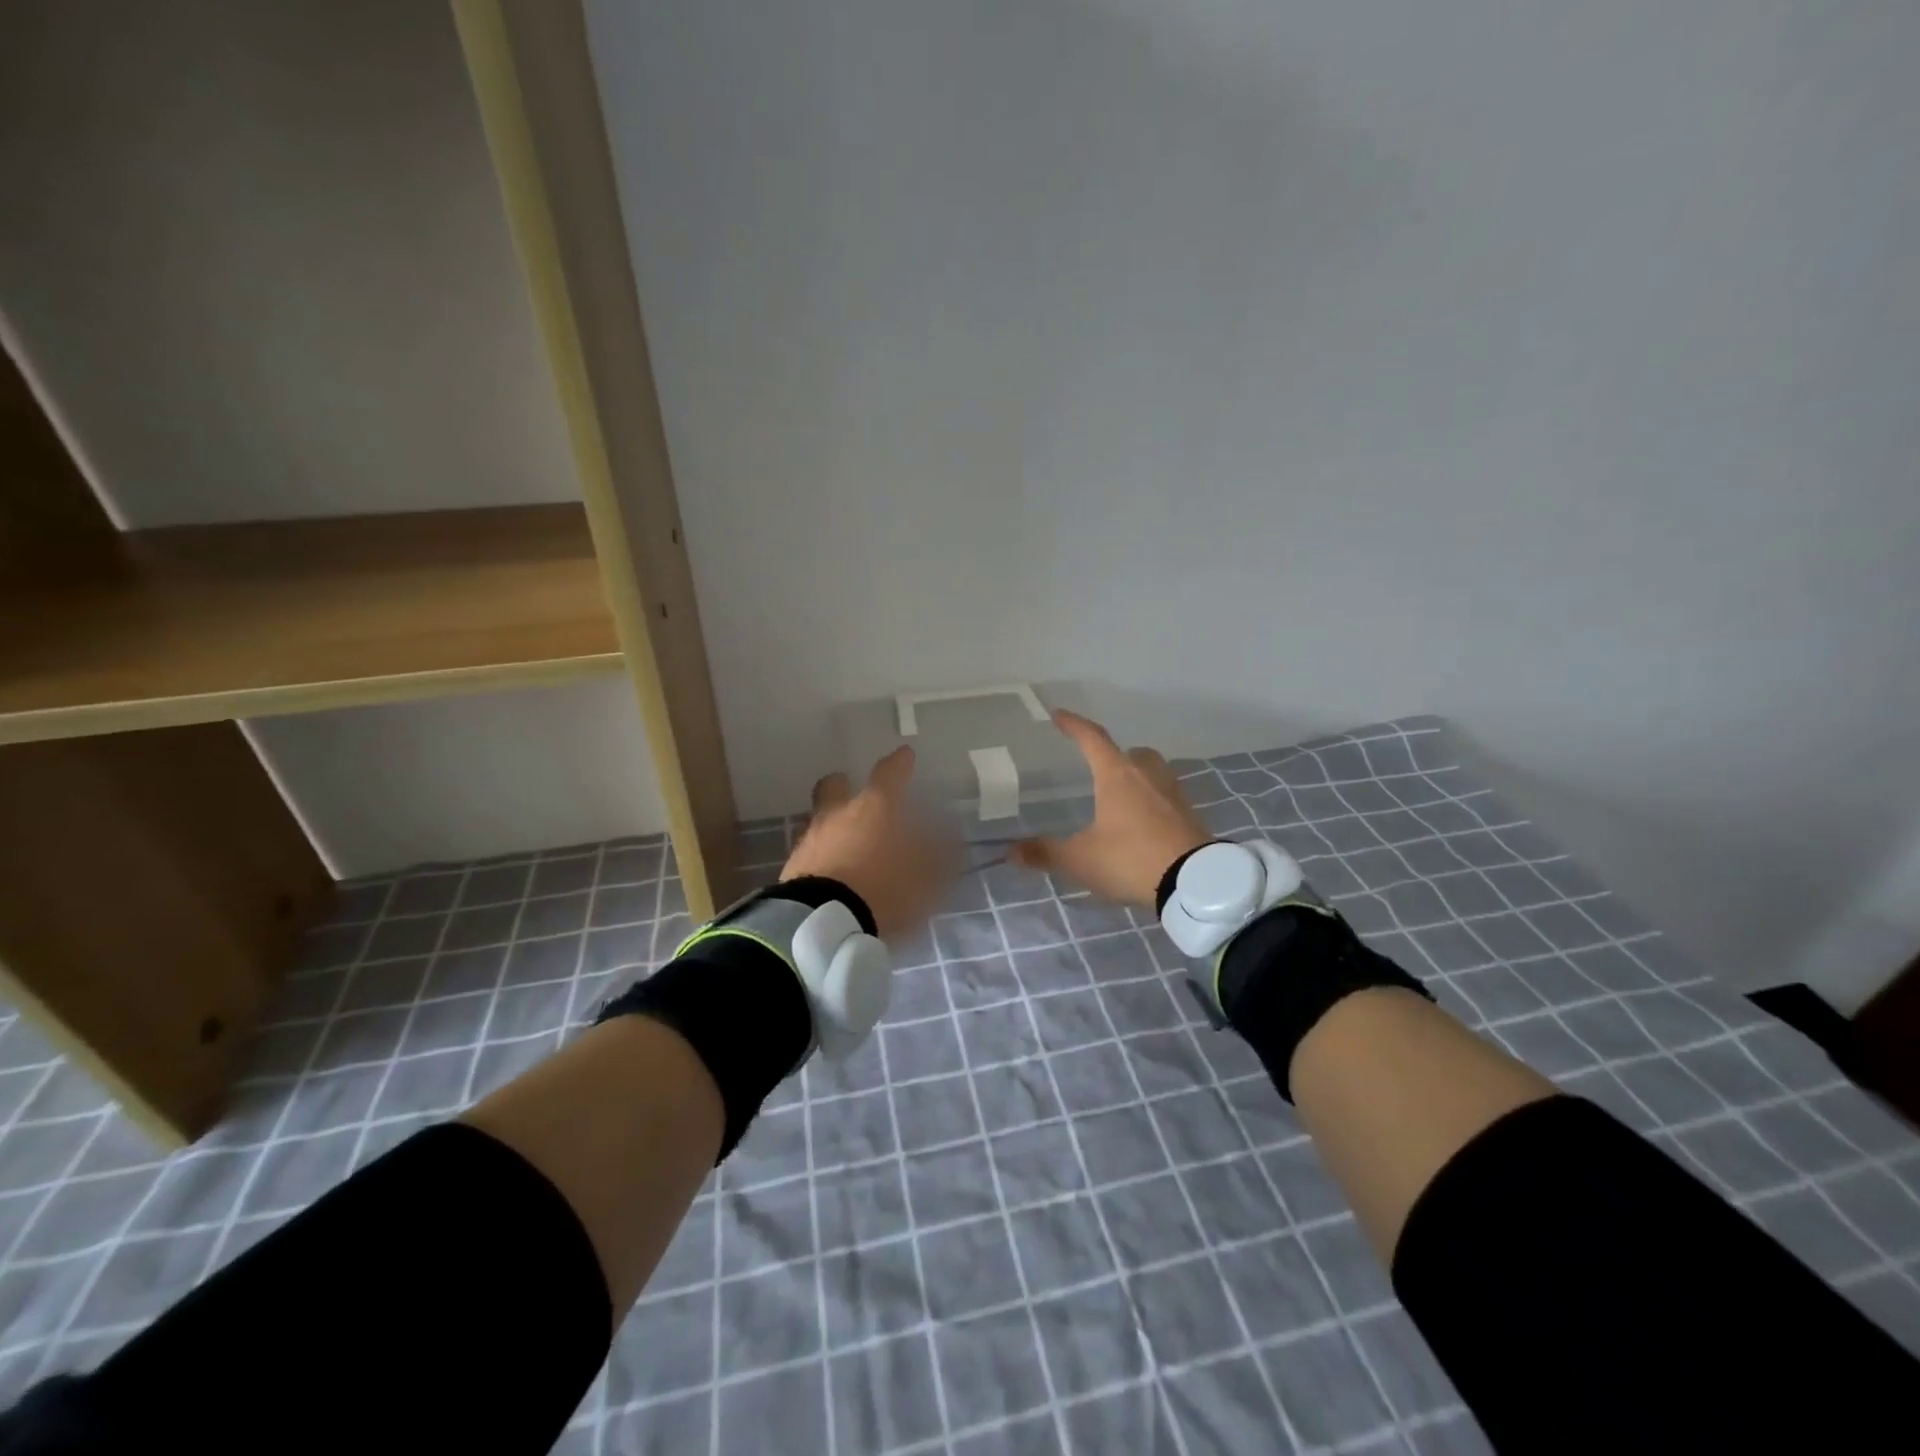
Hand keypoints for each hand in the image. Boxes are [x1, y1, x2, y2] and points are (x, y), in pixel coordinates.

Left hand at [781, 746, 955, 937]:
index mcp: (876, 808)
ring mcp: (812, 839)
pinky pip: (812, 852)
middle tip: (858, 797)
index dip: (899, 764)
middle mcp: (839, 814)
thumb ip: (939, 856)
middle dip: (845, 786)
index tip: (904, 755)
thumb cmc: (883, 889)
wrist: (822, 924)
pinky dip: (825, 857)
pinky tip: (836, 876)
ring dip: (835, 828)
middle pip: (835, 786)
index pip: (889, 774)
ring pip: (821, 819)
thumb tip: (948, 839)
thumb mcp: (926, 877)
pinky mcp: (792, 867)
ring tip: (851, 849)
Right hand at [1011, 710, 1211, 906]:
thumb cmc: (1130, 859)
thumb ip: (1045, 853)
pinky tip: (1143, 824)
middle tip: (1098, 766)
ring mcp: (1173, 794)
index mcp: (1117, 775)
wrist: (1194, 883)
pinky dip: (1153, 803)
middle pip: (1131, 753)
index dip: (1074, 725)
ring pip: (1153, 772)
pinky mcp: (1190, 816)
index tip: (1059, 715)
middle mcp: (1147, 775)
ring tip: (1121, 796)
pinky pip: (1166, 798)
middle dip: (1114, 755)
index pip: (1092, 739)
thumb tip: (1010, 850)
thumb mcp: (1080, 859)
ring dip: (1138, 777)